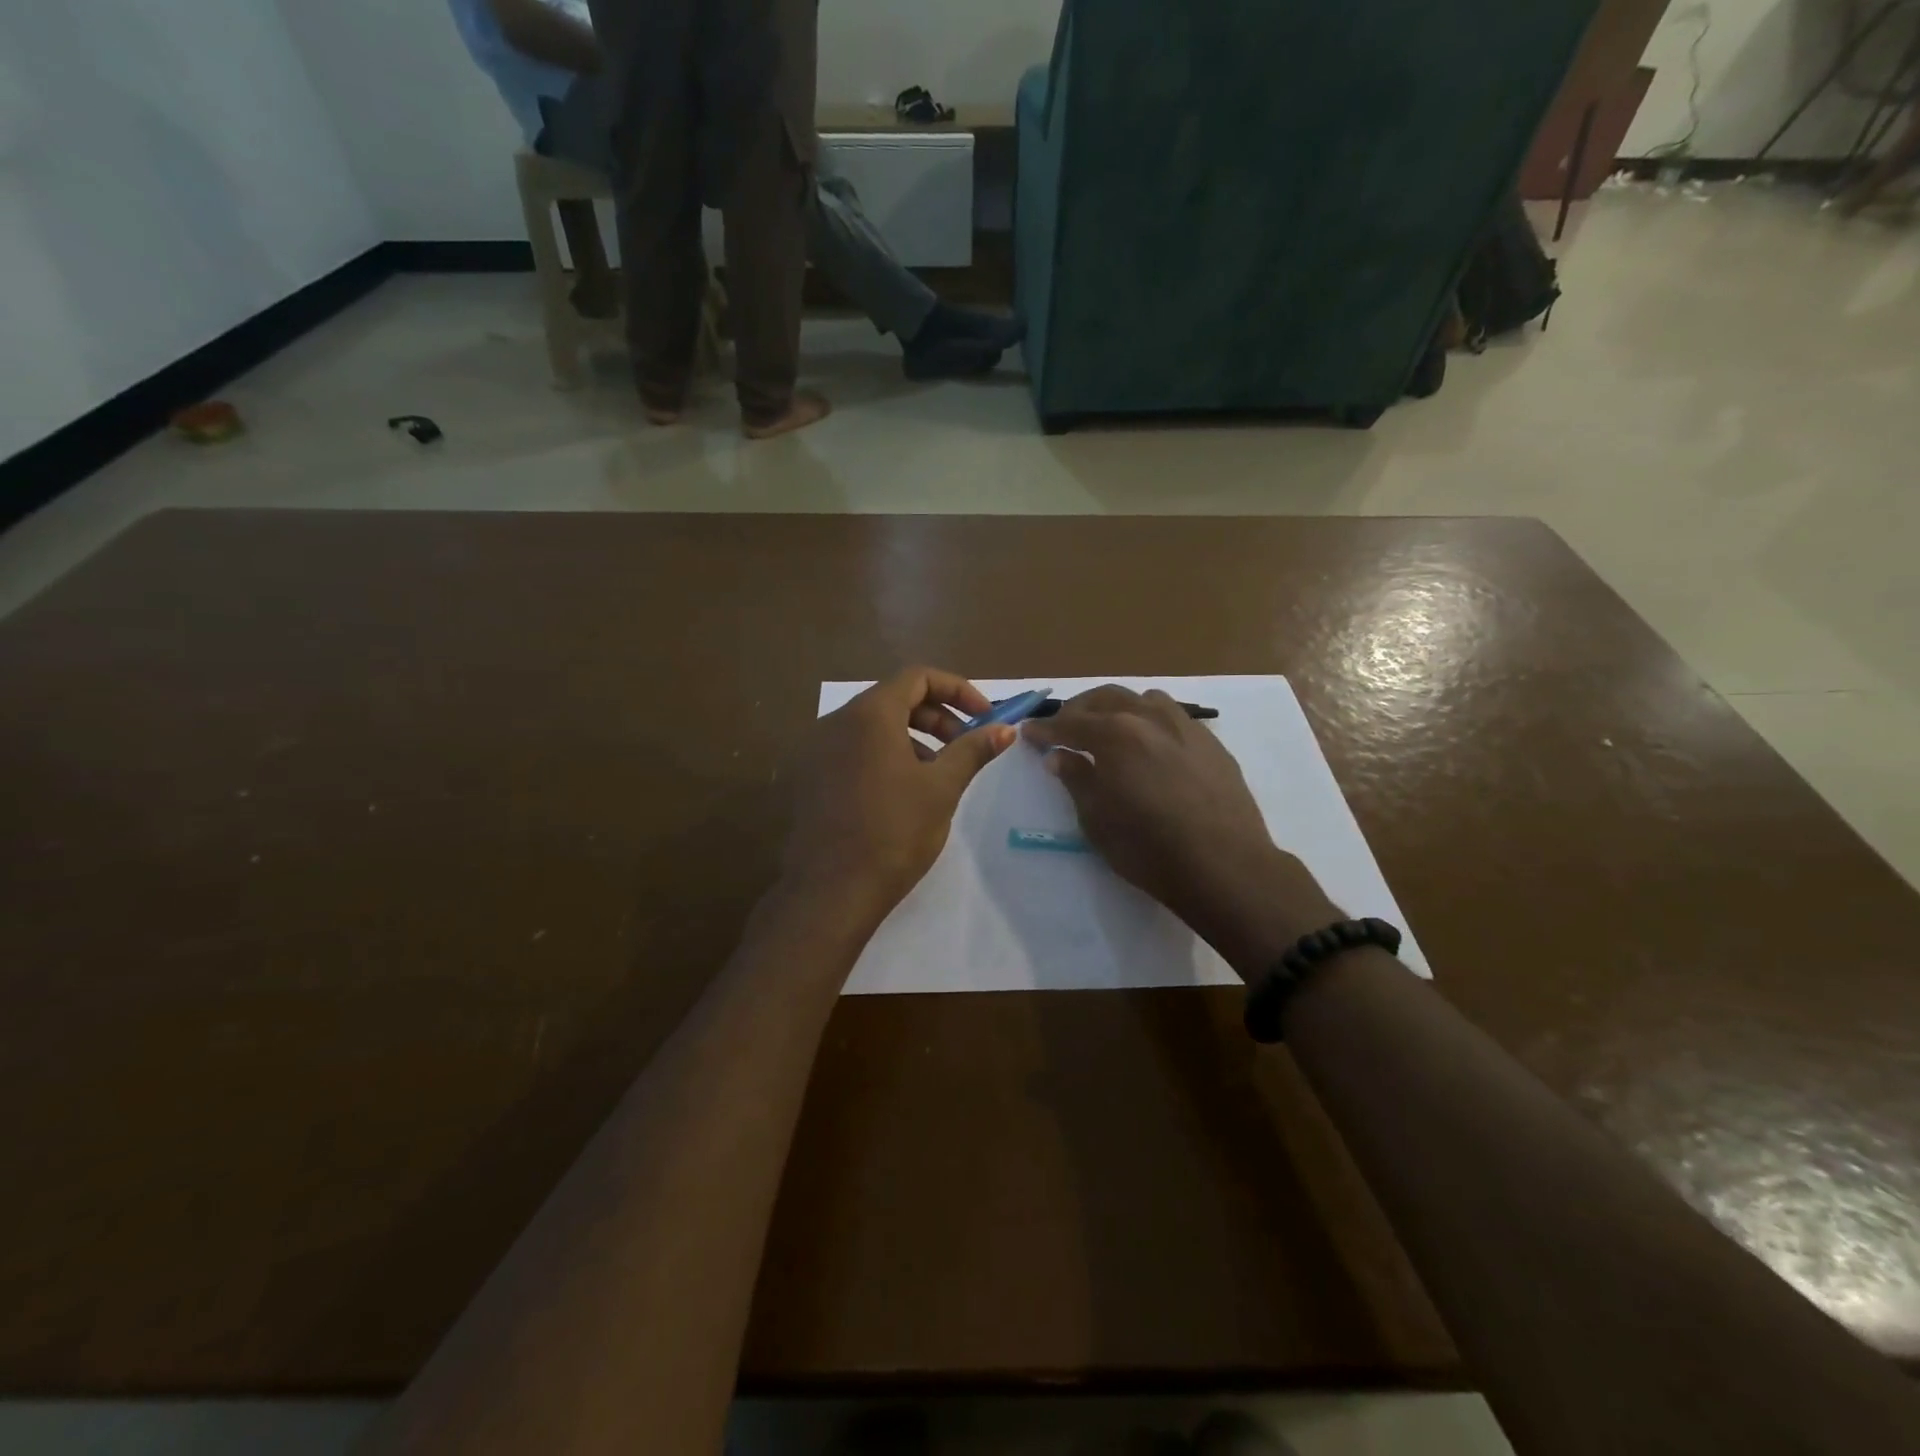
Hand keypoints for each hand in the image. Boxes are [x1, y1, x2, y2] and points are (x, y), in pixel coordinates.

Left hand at [782, 667, 1014, 932]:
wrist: (830, 891)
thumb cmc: (893, 833)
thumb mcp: (941, 788)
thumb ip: (973, 750)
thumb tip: (1005, 729)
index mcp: (869, 715)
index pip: (917, 677)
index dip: (957, 690)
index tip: (983, 717)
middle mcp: (836, 722)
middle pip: (894, 699)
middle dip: (937, 716)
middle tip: (965, 746)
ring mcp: (816, 750)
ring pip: (873, 727)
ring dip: (912, 738)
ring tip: (936, 774)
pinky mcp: (808, 777)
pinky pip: (852, 750)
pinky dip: (884, 755)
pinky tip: (901, 792)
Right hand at [1022, 687, 1338, 976]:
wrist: (1224, 866)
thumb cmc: (1148, 849)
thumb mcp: (1097, 820)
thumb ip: (1076, 780)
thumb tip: (1059, 756)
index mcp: (1115, 734)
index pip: (1070, 724)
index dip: (1045, 729)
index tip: (1028, 732)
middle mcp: (1149, 718)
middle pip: (1107, 698)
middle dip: (1079, 710)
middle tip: (1064, 727)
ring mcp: (1186, 726)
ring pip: (1145, 700)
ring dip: (1119, 708)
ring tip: (1108, 730)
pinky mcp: (1211, 743)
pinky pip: (1174, 718)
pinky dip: (1151, 722)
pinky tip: (1150, 746)